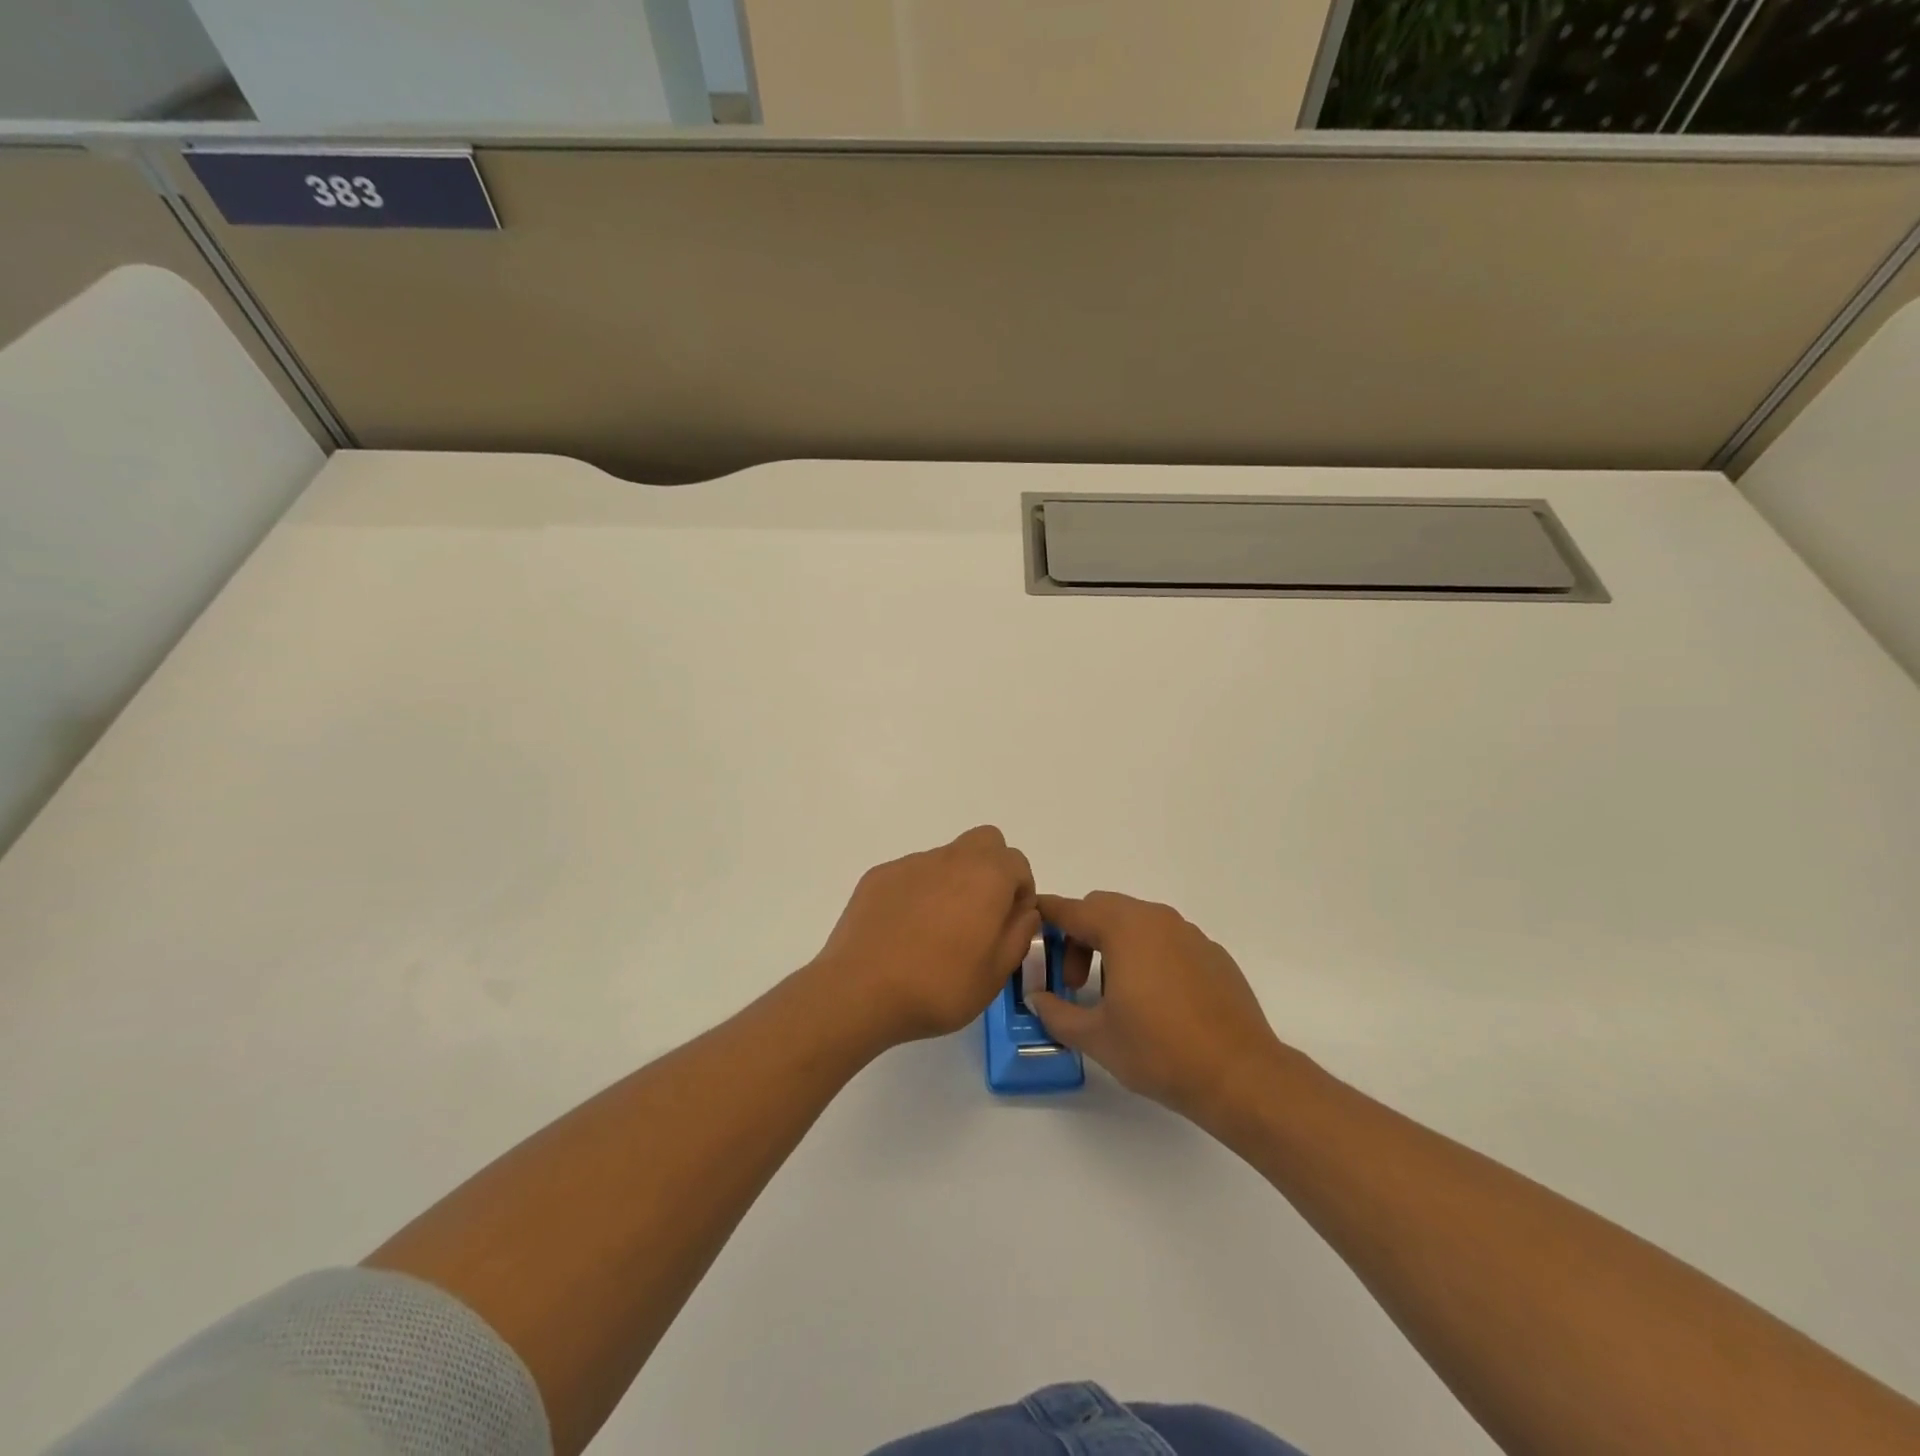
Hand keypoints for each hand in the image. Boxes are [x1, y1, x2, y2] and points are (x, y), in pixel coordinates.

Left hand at [813, 826, 1038, 1049]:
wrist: (860, 990)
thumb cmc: (938, 986)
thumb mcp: (995, 973)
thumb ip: (1018, 934)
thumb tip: (1022, 910)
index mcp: (986, 877)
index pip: (1017, 863)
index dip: (1020, 892)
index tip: (1008, 924)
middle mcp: (950, 858)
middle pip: (984, 843)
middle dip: (991, 870)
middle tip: (980, 914)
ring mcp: (910, 864)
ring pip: (946, 859)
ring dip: (952, 882)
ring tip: (935, 932)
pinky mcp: (879, 876)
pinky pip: (911, 875)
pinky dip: (917, 893)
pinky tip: (904, 931)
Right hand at [1029, 892, 1287, 1126]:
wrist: (1241, 1075)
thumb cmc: (1160, 1051)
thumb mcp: (1097, 1037)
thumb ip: (1057, 1013)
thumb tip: (1037, 998)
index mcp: (1124, 929)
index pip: (1071, 910)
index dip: (1045, 916)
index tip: (1029, 928)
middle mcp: (1157, 919)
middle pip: (1103, 909)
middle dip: (1079, 937)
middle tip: (1074, 983)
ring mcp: (1189, 934)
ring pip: (1136, 922)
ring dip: (1112, 945)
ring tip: (1113, 994)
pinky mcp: (1212, 954)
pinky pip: (1166, 940)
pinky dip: (1146, 955)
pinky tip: (1154, 1001)